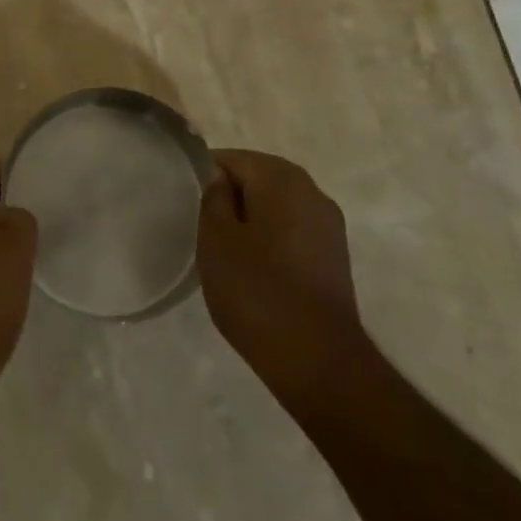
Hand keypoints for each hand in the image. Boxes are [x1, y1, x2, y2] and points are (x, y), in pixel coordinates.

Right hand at [197, 149, 369, 418]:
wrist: (319, 361)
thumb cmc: (257, 292)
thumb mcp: (216, 240)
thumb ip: (213, 198)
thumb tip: (219, 179)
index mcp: (280, 177)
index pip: (230, 158)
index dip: (203, 178)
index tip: (185, 206)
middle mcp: (310, 189)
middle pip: (257, 178)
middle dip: (229, 198)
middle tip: (202, 230)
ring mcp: (328, 223)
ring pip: (276, 206)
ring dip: (251, 220)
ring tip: (226, 253)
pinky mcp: (335, 254)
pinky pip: (293, 230)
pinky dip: (272, 240)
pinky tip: (256, 270)